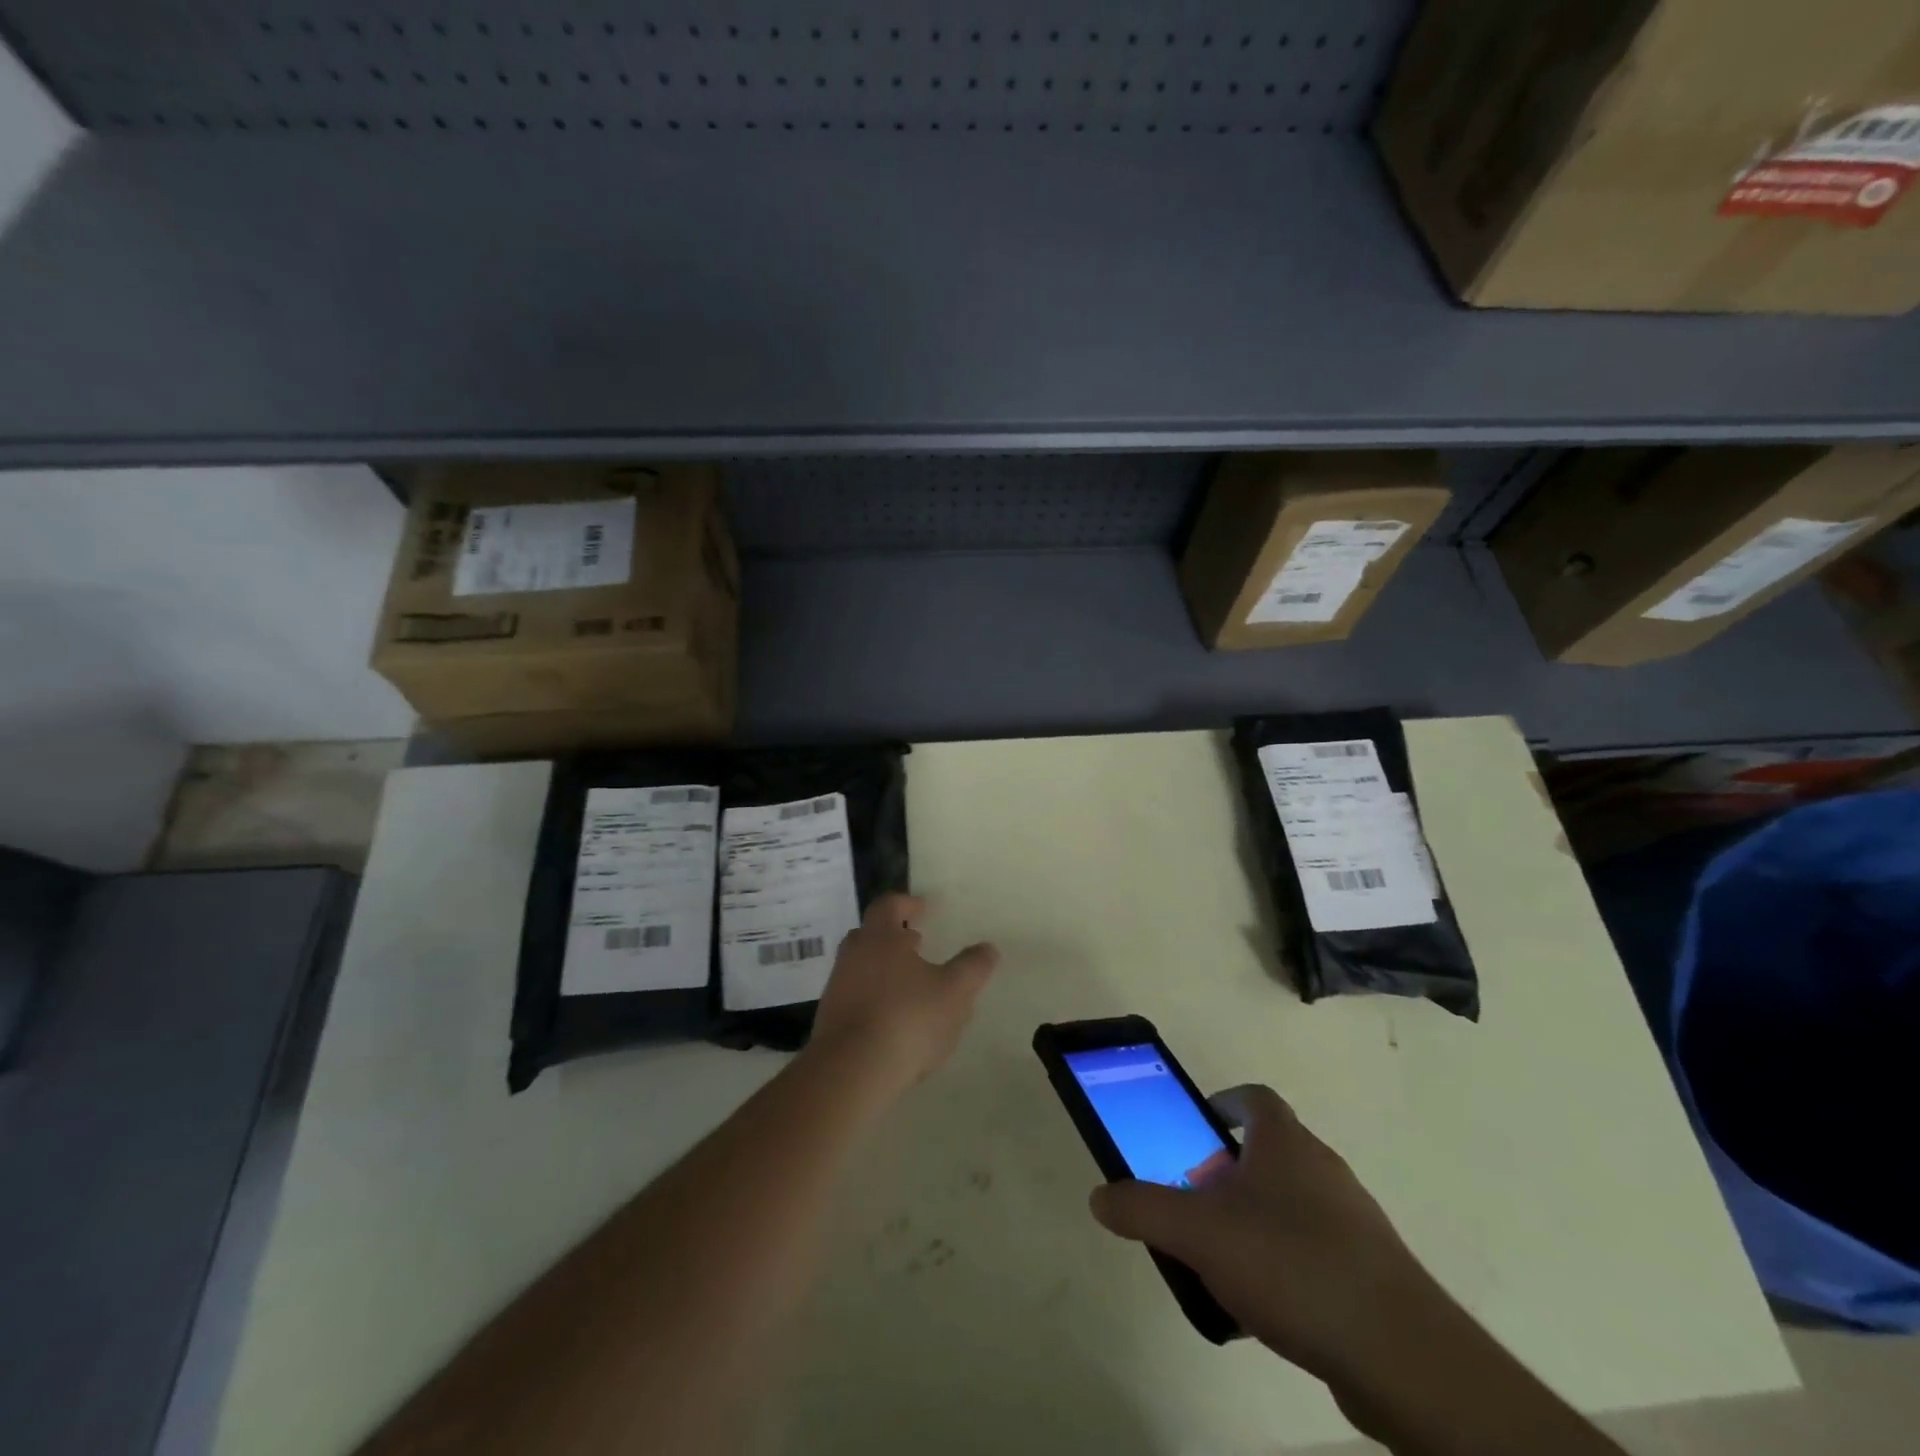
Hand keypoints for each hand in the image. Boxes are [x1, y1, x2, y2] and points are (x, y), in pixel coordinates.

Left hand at [807, 894, 999, 1099]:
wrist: (851, 1071)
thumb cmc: (907, 1018)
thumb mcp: (954, 992)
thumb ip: (972, 967)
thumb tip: (988, 948)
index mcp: (880, 937)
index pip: (889, 905)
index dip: (907, 903)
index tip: (924, 908)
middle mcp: (853, 955)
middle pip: (871, 934)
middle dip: (894, 937)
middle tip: (917, 944)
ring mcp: (837, 987)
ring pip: (862, 967)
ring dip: (885, 970)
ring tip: (912, 987)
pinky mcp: (830, 1020)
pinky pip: (856, 998)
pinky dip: (874, 999)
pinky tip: (894, 1022)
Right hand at [1089, 1085, 1442, 1383]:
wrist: (1400, 1354)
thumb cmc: (1291, 1264)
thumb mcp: (1198, 1233)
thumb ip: (1143, 1209)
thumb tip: (1099, 1197)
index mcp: (1286, 1143)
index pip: (1255, 1097)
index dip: (1226, 1102)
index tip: (1199, 1125)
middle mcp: (1323, 1169)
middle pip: (1271, 1153)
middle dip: (1230, 1172)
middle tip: (1197, 1201)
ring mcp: (1354, 1221)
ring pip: (1293, 1205)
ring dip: (1256, 1220)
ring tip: (1223, 1260)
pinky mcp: (1373, 1272)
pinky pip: (1316, 1252)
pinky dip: (1286, 1265)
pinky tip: (1264, 1308)